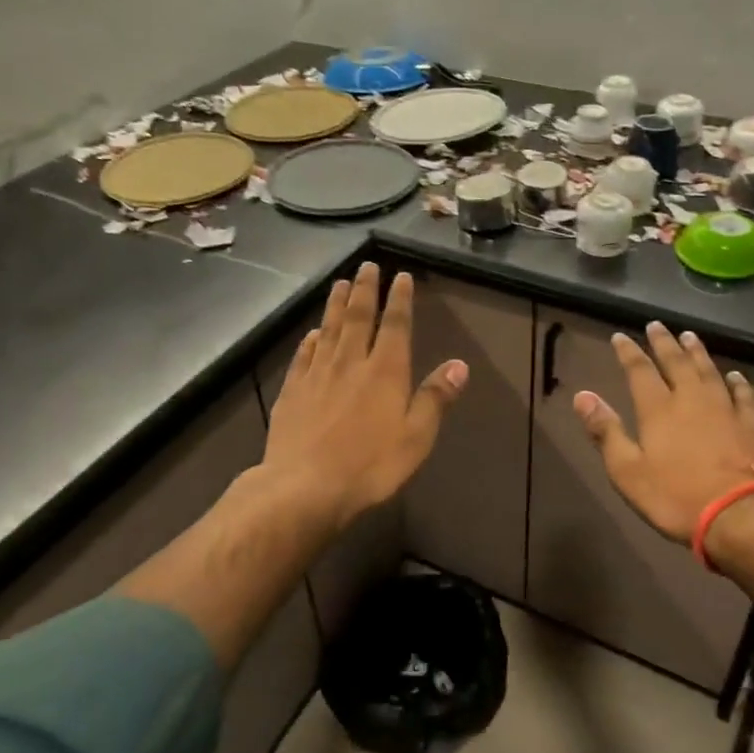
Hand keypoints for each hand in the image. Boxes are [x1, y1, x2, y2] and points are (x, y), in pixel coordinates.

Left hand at [261, 263, 466, 533]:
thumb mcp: (416, 437)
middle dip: (365, 289)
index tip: (400, 276)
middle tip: (367, 266)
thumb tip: (460, 365)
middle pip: (358, 317)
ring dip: (336, 304)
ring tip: (340, 283)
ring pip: (329, 329)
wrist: (304, 487)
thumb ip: (435, 398)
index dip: (399, 298)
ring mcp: (317, 374)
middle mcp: (351, 362)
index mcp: (385, 371)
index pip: (395, 325)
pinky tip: (311, 333)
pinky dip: (310, 340)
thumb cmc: (369, 465)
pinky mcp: (293, 391)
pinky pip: (303, 355)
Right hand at [571, 322, 753, 546]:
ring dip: (697, 353)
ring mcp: (724, 409)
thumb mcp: (627, 470)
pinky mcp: (750, 425)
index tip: (620, 336)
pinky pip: (743, 395)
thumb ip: (606, 431)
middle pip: (676, 362)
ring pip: (708, 371)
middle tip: (657, 325)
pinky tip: (734, 375)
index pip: (639, 371)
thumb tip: (582, 395)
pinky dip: (737, 382)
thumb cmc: (675, 496)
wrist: (740, 515)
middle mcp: (691, 399)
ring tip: (690, 337)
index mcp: (658, 409)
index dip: (628, 352)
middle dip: (664, 343)